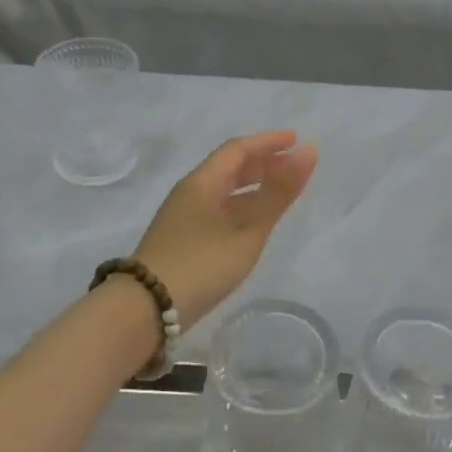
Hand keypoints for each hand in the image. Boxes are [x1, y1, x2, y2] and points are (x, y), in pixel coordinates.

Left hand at [132, 132, 317, 326]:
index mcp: (202, 182)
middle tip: (292, 166)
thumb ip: (277, 193)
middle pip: (228, 167)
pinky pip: (218, 210)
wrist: (143, 311)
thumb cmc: (200, 265)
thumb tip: (308, 151)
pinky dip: (241, 207)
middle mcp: (190, 193)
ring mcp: (183, 218)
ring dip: (252, 187)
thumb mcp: (247, 231)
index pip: (238, 149)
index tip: (296, 140)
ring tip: (279, 192)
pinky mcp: (182, 241)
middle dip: (261, 162)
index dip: (268, 142)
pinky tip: (252, 224)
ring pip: (222, 191)